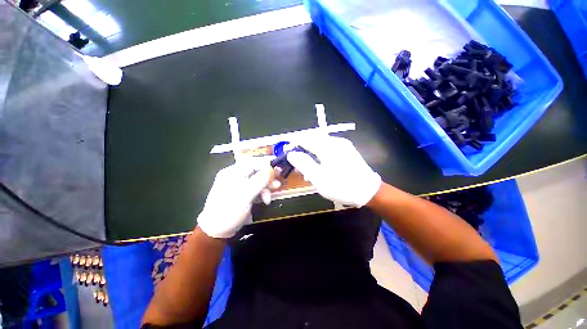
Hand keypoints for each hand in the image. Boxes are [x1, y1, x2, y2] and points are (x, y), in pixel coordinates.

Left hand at [197, 160, 273, 238]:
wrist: (216, 231)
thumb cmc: (229, 211)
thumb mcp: (246, 195)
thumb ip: (260, 180)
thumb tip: (272, 169)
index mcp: (232, 172)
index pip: (253, 162)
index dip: (266, 165)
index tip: (278, 171)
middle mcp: (235, 175)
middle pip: (256, 171)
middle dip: (268, 178)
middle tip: (277, 185)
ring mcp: (238, 184)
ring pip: (257, 180)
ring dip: (266, 186)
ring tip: (271, 195)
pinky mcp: (242, 192)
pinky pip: (255, 188)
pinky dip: (262, 192)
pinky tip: (265, 199)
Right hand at [287, 136, 381, 206]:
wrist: (368, 191)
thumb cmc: (341, 186)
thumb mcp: (318, 178)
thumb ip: (303, 164)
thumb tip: (291, 154)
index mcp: (327, 147)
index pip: (305, 139)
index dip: (294, 146)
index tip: (288, 155)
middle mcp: (335, 141)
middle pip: (312, 140)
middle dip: (303, 151)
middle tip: (299, 166)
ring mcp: (343, 144)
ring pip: (320, 144)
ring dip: (312, 154)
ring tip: (309, 170)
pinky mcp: (347, 149)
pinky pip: (328, 148)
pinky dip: (320, 155)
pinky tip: (321, 167)